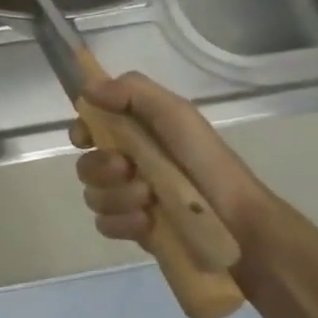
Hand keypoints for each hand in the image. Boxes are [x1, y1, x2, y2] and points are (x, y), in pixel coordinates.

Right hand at [71, 72, 273, 247]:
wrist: (237, 219)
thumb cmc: (206, 160)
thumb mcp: (176, 114)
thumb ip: (132, 92)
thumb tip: (86, 89)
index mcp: (134, 134)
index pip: (89, 127)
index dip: (80, 132)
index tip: (86, 139)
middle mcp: (126, 164)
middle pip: (85, 165)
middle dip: (101, 168)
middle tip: (127, 170)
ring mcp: (127, 198)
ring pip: (93, 196)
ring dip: (117, 196)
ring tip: (148, 200)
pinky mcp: (131, 228)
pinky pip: (104, 224)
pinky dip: (122, 222)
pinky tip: (145, 221)